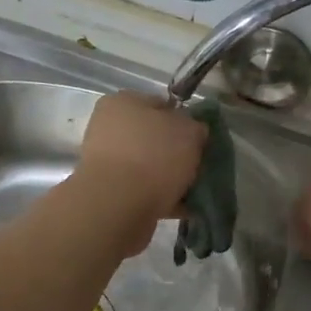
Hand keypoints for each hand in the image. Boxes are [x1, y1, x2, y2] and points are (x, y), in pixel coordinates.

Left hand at [72, 92, 207, 255]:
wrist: (117, 206)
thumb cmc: (153, 156)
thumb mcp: (189, 131)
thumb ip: (195, 127)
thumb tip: (194, 132)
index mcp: (123, 102)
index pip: (162, 104)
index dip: (186, 121)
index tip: (202, 140)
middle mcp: (110, 128)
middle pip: (156, 137)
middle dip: (179, 153)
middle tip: (201, 167)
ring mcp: (107, 162)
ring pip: (150, 166)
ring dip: (172, 178)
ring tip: (196, 192)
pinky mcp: (110, 192)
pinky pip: (145, 191)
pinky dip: (164, 199)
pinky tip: (185, 208)